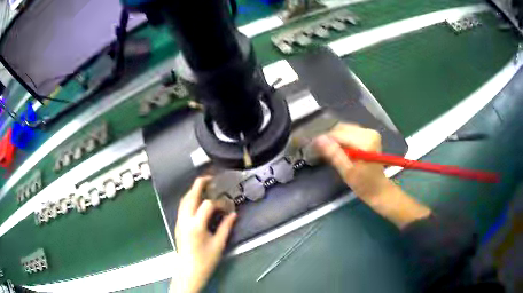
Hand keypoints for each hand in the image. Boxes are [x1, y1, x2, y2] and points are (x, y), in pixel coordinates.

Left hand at [172, 177, 236, 292]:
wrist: (188, 271)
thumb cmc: (205, 260)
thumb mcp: (219, 244)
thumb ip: (226, 227)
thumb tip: (233, 214)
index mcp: (196, 225)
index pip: (207, 205)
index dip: (219, 203)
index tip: (227, 208)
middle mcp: (185, 220)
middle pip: (190, 196)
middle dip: (199, 184)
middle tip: (210, 178)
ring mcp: (179, 222)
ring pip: (184, 200)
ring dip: (193, 191)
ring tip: (204, 187)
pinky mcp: (178, 225)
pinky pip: (182, 207)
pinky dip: (189, 199)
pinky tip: (197, 201)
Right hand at [314, 123, 430, 228]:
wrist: (379, 189)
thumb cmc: (363, 184)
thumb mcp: (346, 172)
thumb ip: (334, 154)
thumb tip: (319, 139)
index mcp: (365, 142)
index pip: (339, 134)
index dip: (324, 139)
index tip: (313, 146)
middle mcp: (369, 133)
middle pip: (342, 129)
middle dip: (330, 138)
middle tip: (320, 149)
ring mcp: (370, 132)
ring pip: (345, 129)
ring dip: (336, 138)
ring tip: (329, 150)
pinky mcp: (370, 135)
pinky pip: (351, 132)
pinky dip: (343, 139)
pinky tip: (340, 149)